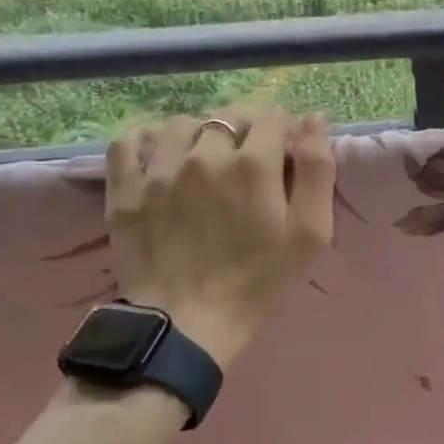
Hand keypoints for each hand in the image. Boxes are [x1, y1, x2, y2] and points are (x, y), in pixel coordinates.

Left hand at [105, 108, 335, 367]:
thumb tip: (315, 119)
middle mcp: (203, 154)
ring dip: (199, 134)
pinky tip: (161, 159)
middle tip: (249, 165)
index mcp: (253, 163)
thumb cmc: (259, 281)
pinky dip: (146, 142)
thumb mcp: (311, 232)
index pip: (273, 117)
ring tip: (205, 161)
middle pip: (229, 117)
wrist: (187, 325)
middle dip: (246, 132)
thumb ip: (317, 170)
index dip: (285, 131)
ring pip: (182, 124)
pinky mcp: (125, 190)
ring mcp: (159, 170)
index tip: (286, 155)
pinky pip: (129, 142)